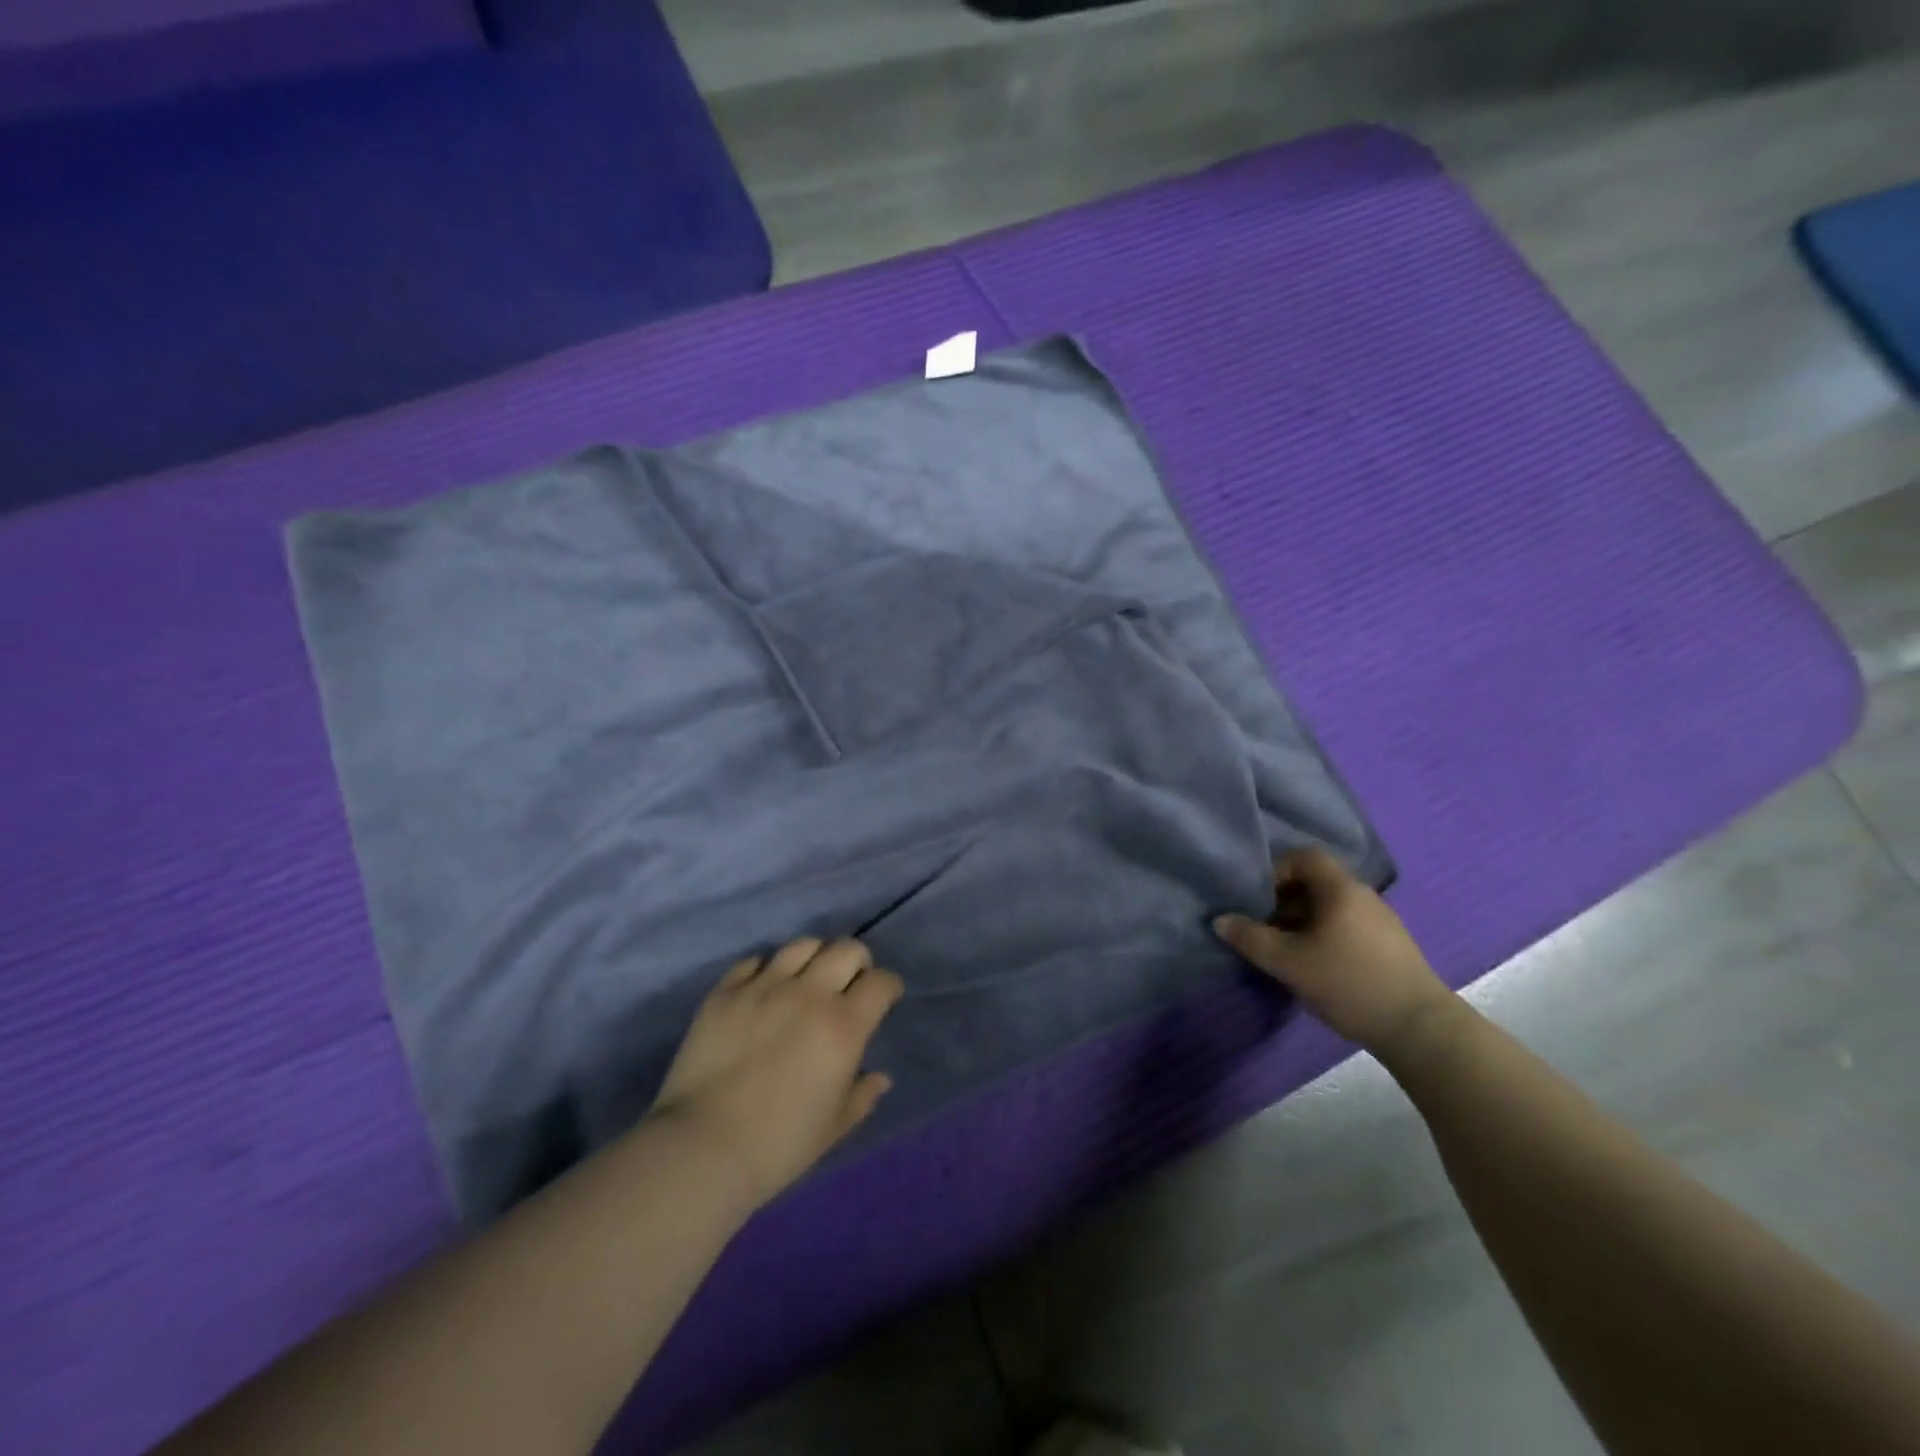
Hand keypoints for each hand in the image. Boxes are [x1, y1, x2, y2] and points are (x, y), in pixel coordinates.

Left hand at [649, 938, 902, 1210]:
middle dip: (857, 962)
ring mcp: (764, 987)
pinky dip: (766, 970)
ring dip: (814, 958)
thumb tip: (880, 1077)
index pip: (881, 982)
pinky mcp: (726, 991)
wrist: (702, 1149)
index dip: (888, 988)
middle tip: (849, 985)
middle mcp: (809, 994)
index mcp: (843, 1026)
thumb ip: (862, 1096)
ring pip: (803, 945)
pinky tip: (764, 990)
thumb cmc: (778, 1146)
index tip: (884, 999)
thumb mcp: (833, 1128)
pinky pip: (754, 961)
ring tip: (807, 979)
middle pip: (847, 949)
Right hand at [1214, 848, 1455, 1053]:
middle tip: (1261, 925)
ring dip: (1300, 921)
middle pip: (1315, 882)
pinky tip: (1312, 965)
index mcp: (1340, 889)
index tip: (1256, 897)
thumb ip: (1250, 938)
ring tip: (1282, 949)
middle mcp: (1362, 896)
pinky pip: (1344, 926)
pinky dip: (1321, 936)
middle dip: (1282, 900)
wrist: (1420, 1029)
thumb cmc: (1349, 983)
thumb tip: (1220, 920)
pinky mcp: (1388, 946)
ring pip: (1329, 907)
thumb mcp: (1288, 962)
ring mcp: (1379, 921)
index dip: (1276, 870)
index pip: (1304, 857)